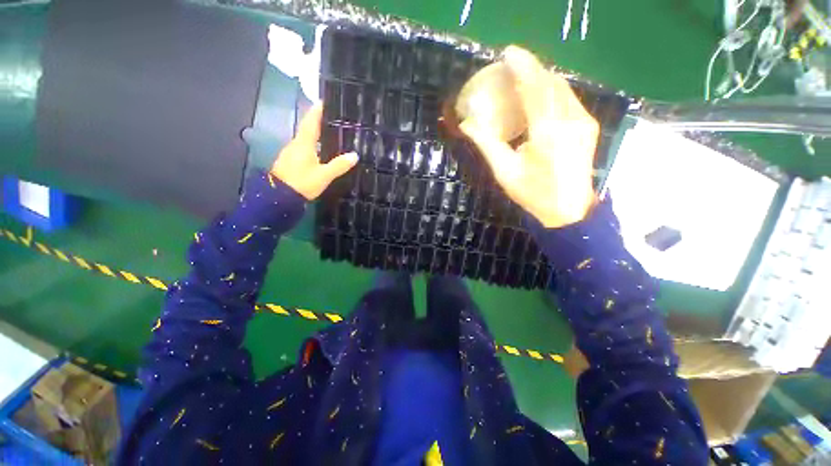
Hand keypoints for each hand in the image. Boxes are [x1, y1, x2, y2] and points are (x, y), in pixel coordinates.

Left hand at [271, 104, 357, 199]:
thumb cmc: (302, 183)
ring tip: (331, 132)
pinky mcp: (291, 161)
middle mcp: (296, 144)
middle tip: (333, 117)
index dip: (317, 111)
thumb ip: (339, 165)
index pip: (311, 122)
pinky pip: (304, 147)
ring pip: (306, 138)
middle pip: (308, 128)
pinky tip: (321, 150)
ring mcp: (292, 152)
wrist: (279, 198)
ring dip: (316, 133)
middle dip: (319, 121)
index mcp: (304, 143)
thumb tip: (355, 155)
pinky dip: (313, 144)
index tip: (324, 100)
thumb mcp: (324, 175)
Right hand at [460, 46, 598, 228]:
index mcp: (548, 132)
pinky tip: (538, 96)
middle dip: (531, 68)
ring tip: (521, 78)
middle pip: (550, 82)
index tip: (507, 53)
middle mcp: (570, 119)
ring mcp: (583, 121)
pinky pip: (568, 98)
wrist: (569, 210)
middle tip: (510, 66)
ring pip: (562, 88)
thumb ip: (487, 143)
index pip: (534, 88)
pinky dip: (551, 90)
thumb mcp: (504, 171)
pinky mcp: (588, 125)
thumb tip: (466, 123)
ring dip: (541, 78)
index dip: (522, 66)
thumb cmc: (533, 193)